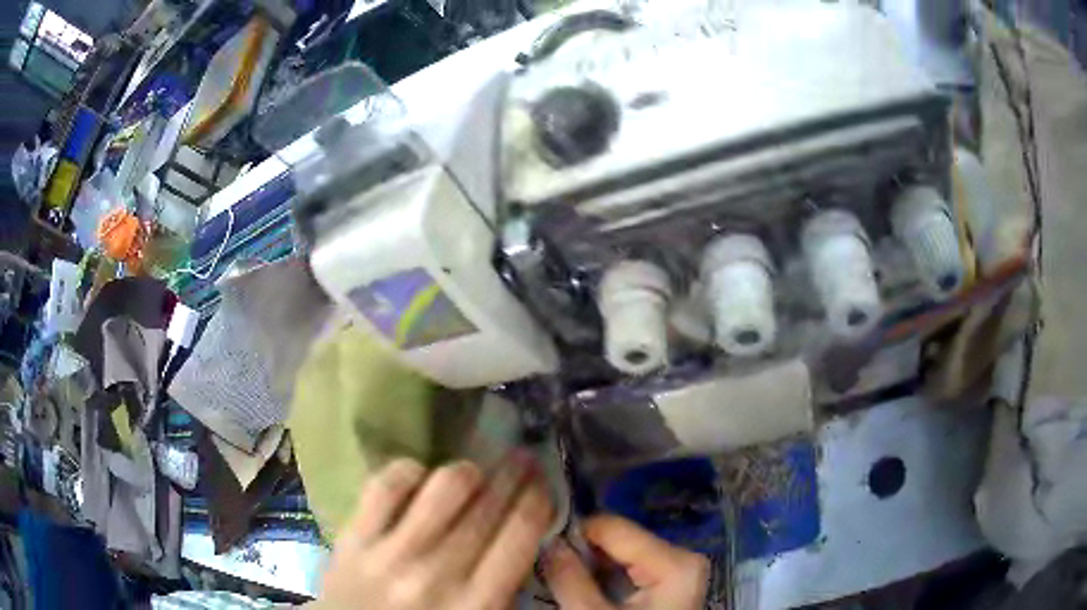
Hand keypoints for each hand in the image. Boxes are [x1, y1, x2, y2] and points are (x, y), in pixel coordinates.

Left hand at [318, 455, 554, 609]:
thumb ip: (505, 589)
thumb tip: (526, 536)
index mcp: (477, 603)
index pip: (521, 532)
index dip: (538, 498)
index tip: (543, 483)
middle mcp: (438, 572)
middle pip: (487, 506)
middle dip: (514, 475)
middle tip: (522, 458)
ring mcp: (391, 552)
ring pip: (443, 487)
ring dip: (467, 472)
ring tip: (472, 473)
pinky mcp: (353, 538)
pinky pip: (385, 485)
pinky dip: (409, 472)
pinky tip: (419, 477)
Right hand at [542, 515, 708, 609]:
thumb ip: (569, 577)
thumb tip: (547, 542)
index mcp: (673, 562)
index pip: (612, 527)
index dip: (572, 534)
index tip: (540, 548)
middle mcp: (682, 557)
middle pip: (618, 540)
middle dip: (580, 552)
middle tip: (547, 566)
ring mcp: (678, 571)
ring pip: (621, 555)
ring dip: (588, 565)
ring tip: (559, 577)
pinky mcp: (670, 584)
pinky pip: (630, 570)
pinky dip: (603, 576)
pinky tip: (581, 587)